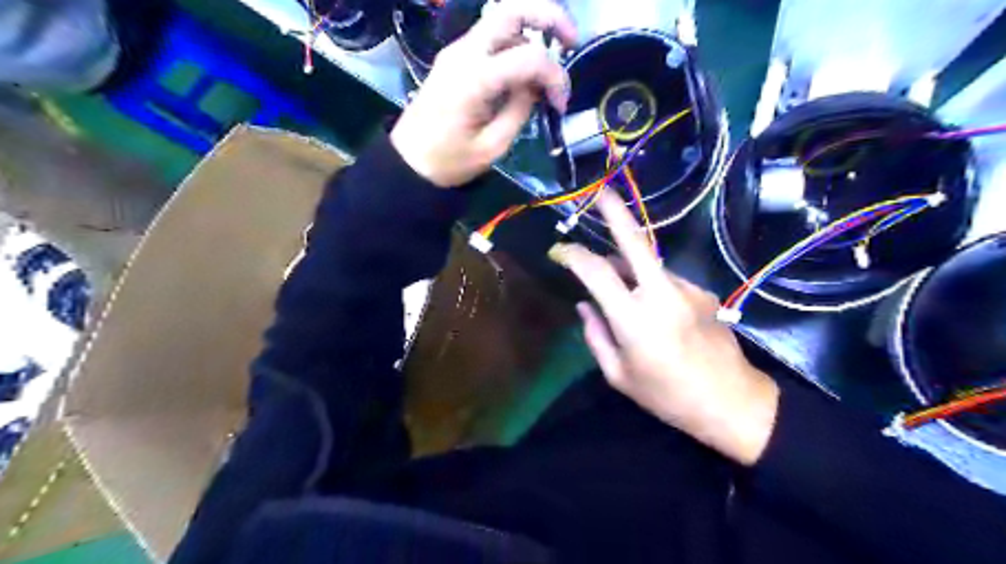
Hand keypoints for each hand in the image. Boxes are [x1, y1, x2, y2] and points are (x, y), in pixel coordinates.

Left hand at [389, 0, 572, 190]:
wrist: (408, 161)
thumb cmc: (449, 161)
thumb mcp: (493, 147)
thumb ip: (520, 111)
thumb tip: (537, 88)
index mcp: (474, 79)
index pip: (529, 56)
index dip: (555, 76)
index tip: (560, 105)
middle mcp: (465, 53)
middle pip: (512, 9)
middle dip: (550, 17)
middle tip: (572, 42)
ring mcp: (457, 51)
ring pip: (502, 19)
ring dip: (533, 32)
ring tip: (548, 66)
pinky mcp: (456, 58)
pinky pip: (491, 38)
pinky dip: (516, 45)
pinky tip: (525, 72)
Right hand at [548, 192, 776, 464]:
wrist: (730, 400)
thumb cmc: (666, 395)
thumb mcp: (618, 374)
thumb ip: (595, 335)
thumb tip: (584, 304)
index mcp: (633, 318)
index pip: (595, 272)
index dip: (573, 255)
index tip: (559, 251)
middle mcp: (660, 293)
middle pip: (634, 241)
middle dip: (614, 211)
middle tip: (599, 191)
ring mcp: (686, 288)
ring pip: (648, 264)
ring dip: (628, 266)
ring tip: (618, 284)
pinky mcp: (703, 291)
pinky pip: (666, 280)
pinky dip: (651, 285)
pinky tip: (655, 310)